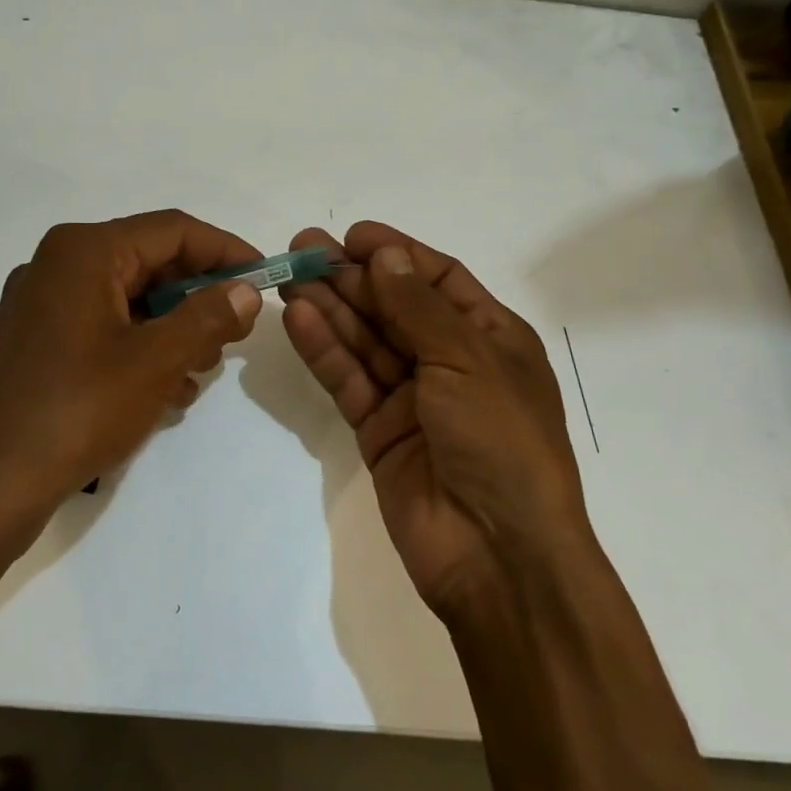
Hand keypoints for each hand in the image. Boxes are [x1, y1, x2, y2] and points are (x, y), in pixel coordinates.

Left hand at [0, 210, 263, 561]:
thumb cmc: (74, 410)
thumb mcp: (155, 361)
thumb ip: (208, 317)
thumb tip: (246, 290)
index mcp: (84, 252)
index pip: (173, 230)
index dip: (226, 251)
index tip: (265, 279)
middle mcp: (58, 266)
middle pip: (148, 263)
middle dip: (198, 296)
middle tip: (235, 333)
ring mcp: (40, 307)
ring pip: (127, 301)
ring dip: (172, 328)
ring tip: (199, 371)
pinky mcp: (34, 345)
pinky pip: (102, 330)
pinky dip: (139, 350)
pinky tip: (163, 393)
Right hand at [280, 221, 591, 619]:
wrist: (498, 554)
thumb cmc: (501, 441)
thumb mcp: (468, 360)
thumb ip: (418, 307)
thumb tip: (386, 254)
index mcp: (490, 338)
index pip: (437, 280)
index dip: (397, 254)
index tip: (352, 236)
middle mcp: (450, 362)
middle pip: (393, 307)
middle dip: (352, 278)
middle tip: (301, 249)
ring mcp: (413, 399)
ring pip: (365, 342)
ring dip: (331, 308)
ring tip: (290, 277)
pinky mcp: (379, 432)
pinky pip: (350, 381)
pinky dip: (326, 351)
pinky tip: (299, 320)